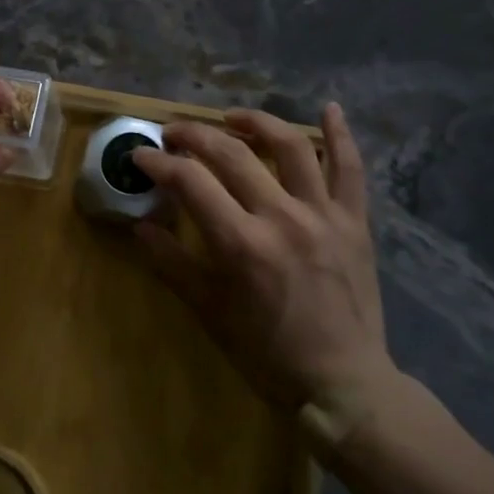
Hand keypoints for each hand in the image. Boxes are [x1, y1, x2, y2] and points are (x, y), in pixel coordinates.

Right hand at [132, 105, 397, 448]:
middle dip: (195, 135)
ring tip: (231, 117)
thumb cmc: (268, 355)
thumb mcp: (210, 313)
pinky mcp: (354, 223)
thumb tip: (140, 227)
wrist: (344, 385)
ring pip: (290, 147)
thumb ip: (173, 264)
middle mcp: (282, 217)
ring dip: (256, 123)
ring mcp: (323, 215)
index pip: (190, 182)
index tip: (141, 155)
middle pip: (232, 154)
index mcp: (241, 243)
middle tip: (173, 132)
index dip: (159, 162)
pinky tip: (330, 108)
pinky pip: (350, 170)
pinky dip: (341, 136)